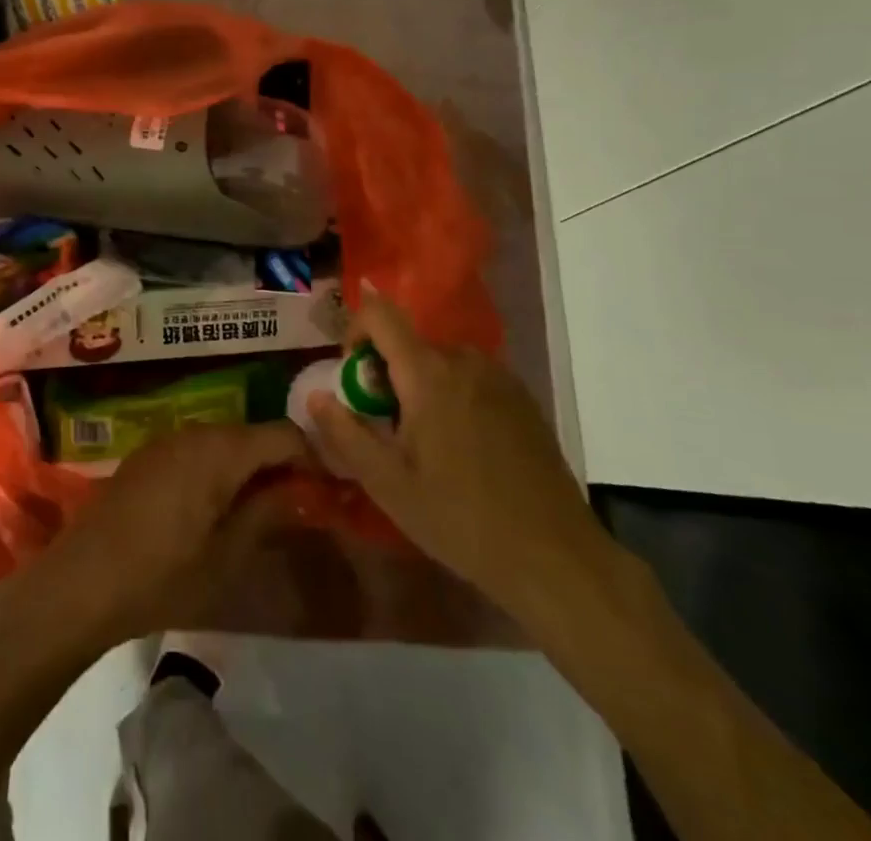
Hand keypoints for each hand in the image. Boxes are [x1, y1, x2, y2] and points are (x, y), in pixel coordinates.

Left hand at [0, 422, 308, 656]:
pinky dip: (219, 469)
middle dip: (280, 463)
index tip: (329, 490)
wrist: (80, 582)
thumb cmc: (161, 575)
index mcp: (220, 449)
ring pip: (225, 442)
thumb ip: (267, 513)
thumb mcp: (226, 555)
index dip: (312, 457)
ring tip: (264, 509)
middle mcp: (195, 431)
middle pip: (253, 434)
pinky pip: (197, 450)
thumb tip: (300, 489)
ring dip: (249, 467)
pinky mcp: (148, 455)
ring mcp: (167, 440)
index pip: (283, 433)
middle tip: (301, 504)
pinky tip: (218, 507)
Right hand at [307, 293, 620, 632]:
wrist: (555, 557)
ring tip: (423, 442)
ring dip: (418, 384)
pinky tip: (462, 449)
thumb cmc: (461, 519)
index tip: (352, 377)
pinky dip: (451, 394)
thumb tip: (315, 395)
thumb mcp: (388, 484)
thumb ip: (345, 433)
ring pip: (440, 360)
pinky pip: (470, 377)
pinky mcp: (522, 397)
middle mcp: (464, 360)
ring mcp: (499, 376)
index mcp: (428, 373)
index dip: (355, 330)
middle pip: (409, 341)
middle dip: (385, 372)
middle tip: (385, 426)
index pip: (380, 314)